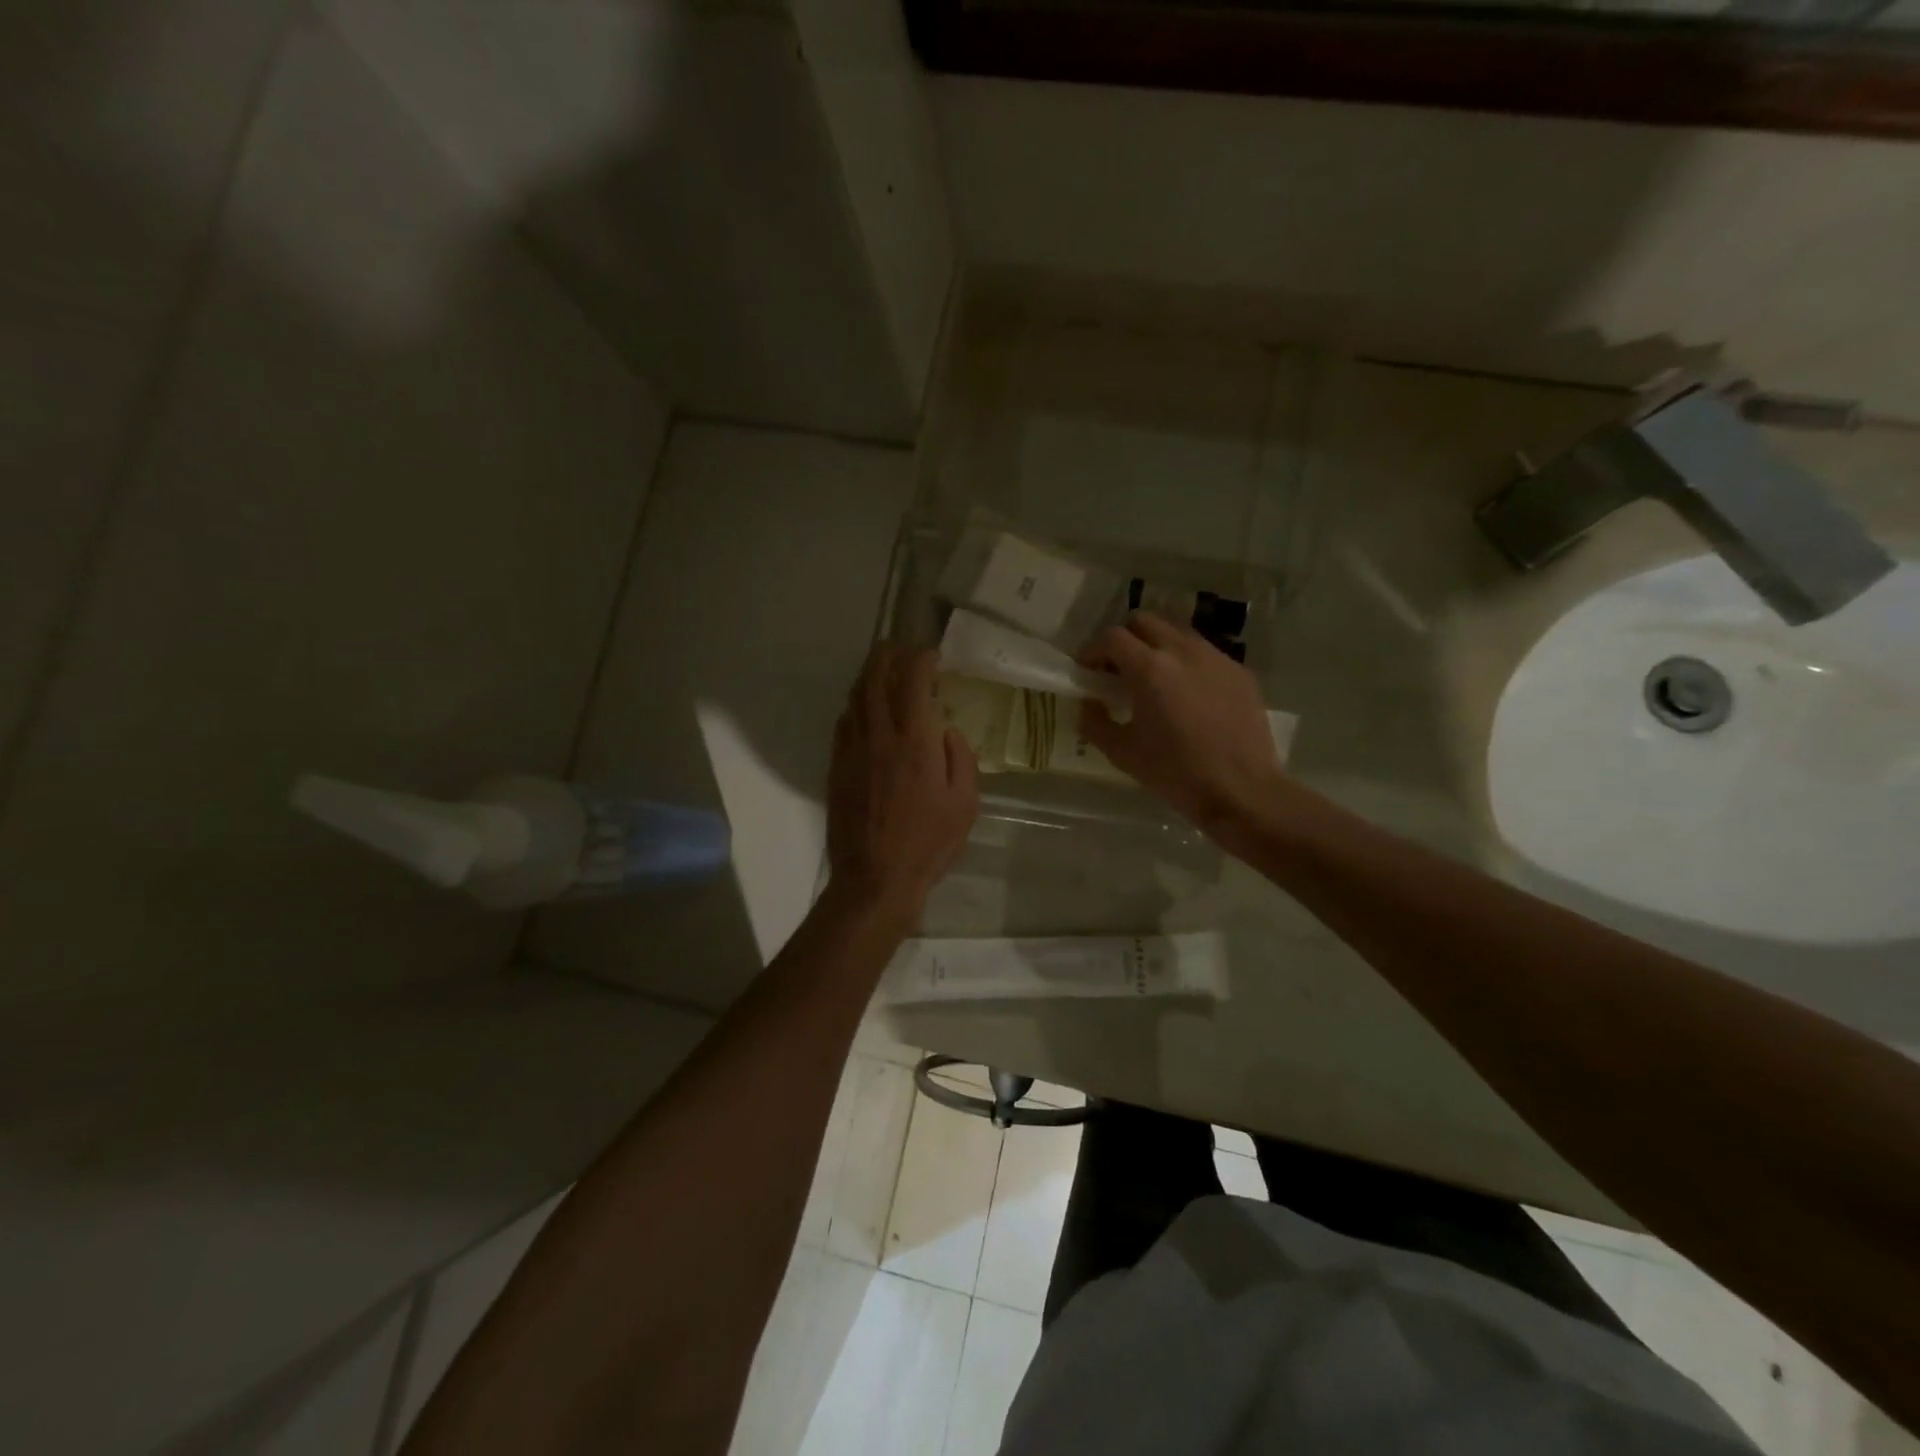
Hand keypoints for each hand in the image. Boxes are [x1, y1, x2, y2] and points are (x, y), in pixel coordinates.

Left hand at [826, 642, 979, 920]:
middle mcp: (878, 735)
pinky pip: (844, 722)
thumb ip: (960, 757)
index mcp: (914, 741)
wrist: (875, 878)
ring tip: (884, 670)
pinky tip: (866, 709)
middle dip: (888, 654)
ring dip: (870, 675)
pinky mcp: (836, 766)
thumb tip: (945, 730)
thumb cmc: (928, 843)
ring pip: (855, 696)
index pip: (912, 679)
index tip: (933, 655)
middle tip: (902, 649)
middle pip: (875, 677)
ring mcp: (851, 749)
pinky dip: (856, 705)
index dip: (922, 658)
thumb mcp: (965, 803)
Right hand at [1081, 613, 1289, 836]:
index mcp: (1150, 669)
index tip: (1087, 670)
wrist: (1242, 790)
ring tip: (1153, 678)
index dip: (1093, 650)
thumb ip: (1095, 722)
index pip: (1112, 637)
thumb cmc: (1176, 773)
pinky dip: (1186, 662)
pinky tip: (1187, 694)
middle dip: (1124, 639)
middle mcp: (1183, 651)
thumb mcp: (1123, 753)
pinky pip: (1205, 653)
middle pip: (1144, 621)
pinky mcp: (1239, 672)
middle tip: (1117, 669)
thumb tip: (1089, 703)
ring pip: (1177, 632)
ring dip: (1157, 646)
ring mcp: (1216, 658)